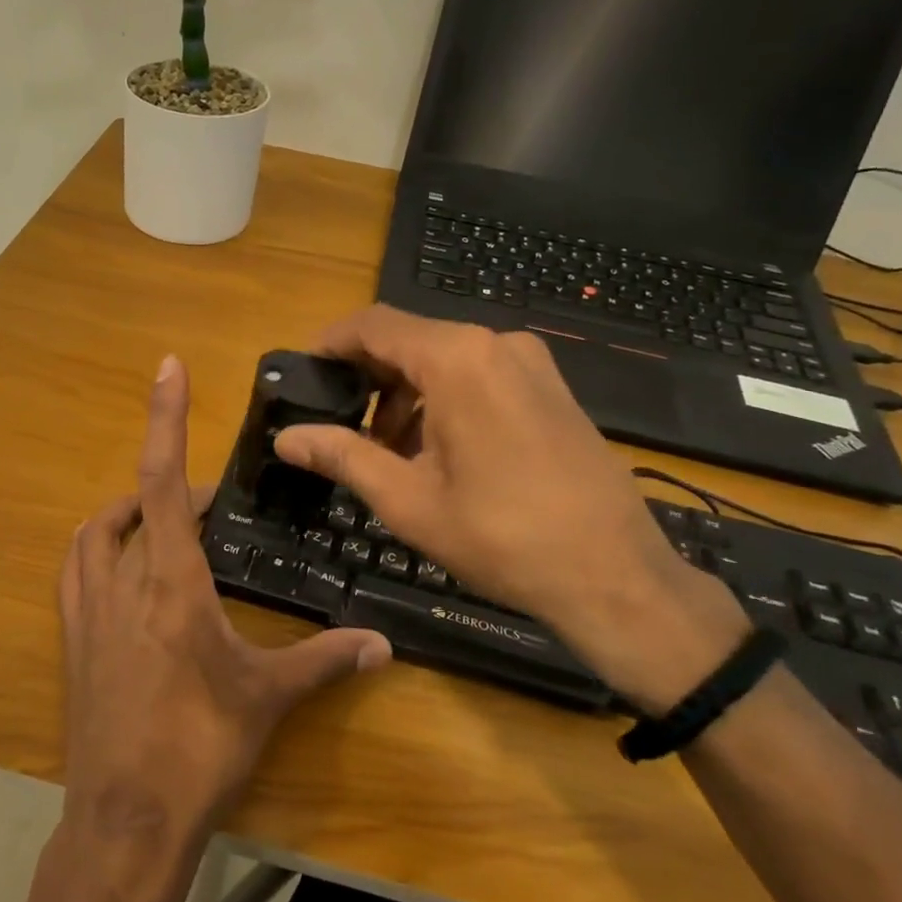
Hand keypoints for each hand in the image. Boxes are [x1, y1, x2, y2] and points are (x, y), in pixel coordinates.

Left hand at [58, 355, 391, 862]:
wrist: (125, 822)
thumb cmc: (200, 749)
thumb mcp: (267, 698)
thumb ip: (325, 660)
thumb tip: (381, 645)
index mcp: (172, 582)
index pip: (164, 481)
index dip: (165, 418)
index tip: (167, 367)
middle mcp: (122, 582)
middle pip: (136, 503)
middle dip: (171, 488)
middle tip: (211, 504)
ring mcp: (88, 611)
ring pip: (95, 533)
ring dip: (127, 511)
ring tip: (165, 522)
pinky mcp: (72, 641)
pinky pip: (76, 570)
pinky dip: (98, 548)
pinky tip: (124, 568)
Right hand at [273, 307, 746, 712]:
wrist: (616, 576)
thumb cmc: (502, 538)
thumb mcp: (408, 500)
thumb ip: (342, 455)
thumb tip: (286, 437)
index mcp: (457, 359)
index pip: (373, 325)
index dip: (330, 343)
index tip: (303, 373)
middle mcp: (496, 343)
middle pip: (410, 339)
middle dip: (368, 377)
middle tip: (339, 424)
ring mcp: (531, 363)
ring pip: (445, 359)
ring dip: (405, 394)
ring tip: (387, 451)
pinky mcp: (552, 387)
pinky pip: (480, 374)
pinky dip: (444, 399)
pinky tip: (437, 451)